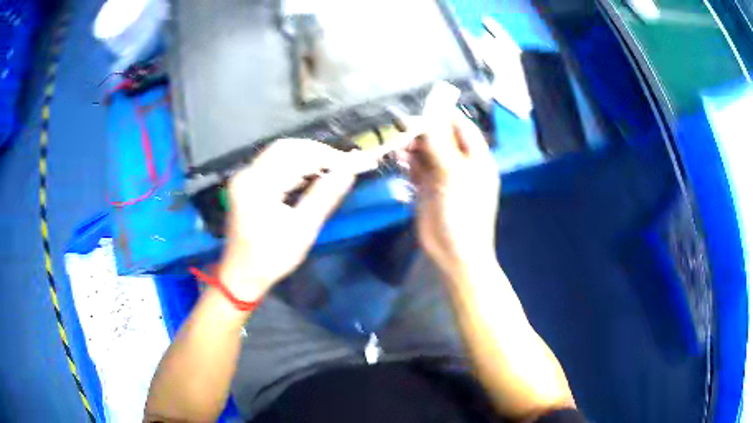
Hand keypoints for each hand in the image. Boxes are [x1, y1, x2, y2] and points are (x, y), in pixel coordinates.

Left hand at [218, 139, 355, 301]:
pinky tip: (310, 175)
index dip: (328, 156)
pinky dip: (294, 164)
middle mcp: (247, 174)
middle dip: (317, 152)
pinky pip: (273, 163)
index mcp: (258, 185)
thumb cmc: (272, 258)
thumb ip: (324, 196)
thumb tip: (349, 171)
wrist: (241, 274)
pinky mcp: (246, 183)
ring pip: (280, 153)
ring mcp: (245, 177)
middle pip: (286, 148)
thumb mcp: (302, 230)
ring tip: (332, 168)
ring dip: (307, 157)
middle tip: (343, 164)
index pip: (297, 156)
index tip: (353, 162)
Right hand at [408, 111, 499, 273]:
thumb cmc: (462, 212)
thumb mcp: (453, 174)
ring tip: (398, 148)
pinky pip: (418, 168)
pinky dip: (409, 163)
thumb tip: (425, 117)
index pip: (461, 126)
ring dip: (413, 147)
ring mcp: (444, 175)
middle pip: (441, 137)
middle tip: (402, 129)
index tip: (421, 108)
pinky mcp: (428, 188)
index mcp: (476, 157)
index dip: (443, 115)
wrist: (454, 252)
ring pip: (427, 152)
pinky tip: (400, 162)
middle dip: (423, 132)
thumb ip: (439, 144)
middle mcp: (461, 162)